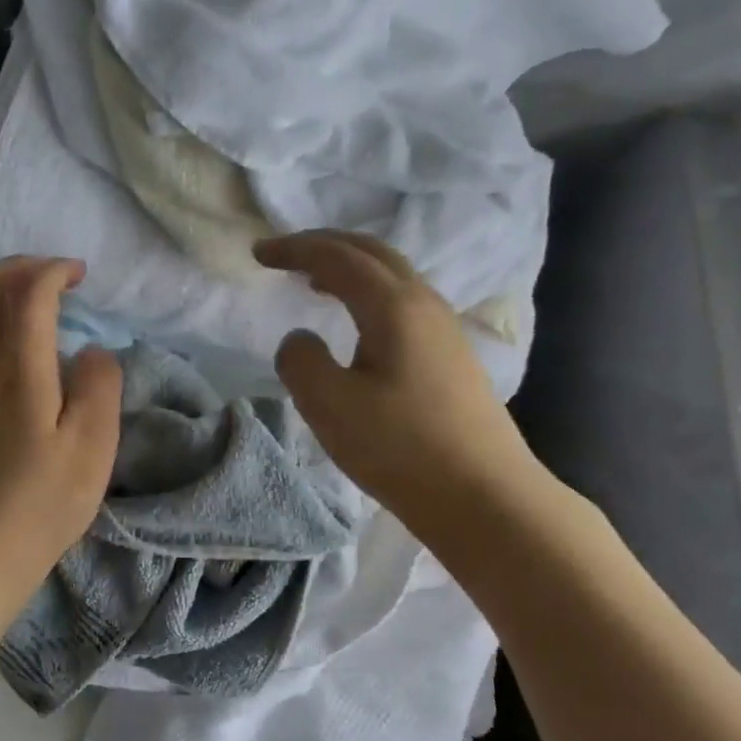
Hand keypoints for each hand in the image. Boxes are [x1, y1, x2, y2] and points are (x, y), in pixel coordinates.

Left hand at [0, 257, 122, 610]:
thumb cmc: (42, 501)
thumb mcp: (93, 445)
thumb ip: (100, 384)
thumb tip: (90, 350)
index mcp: (19, 365)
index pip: (29, 291)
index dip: (54, 271)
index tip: (80, 274)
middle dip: (21, 267)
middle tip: (54, 274)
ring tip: (26, 296)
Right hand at [255, 231, 542, 527]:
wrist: (482, 495)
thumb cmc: (400, 447)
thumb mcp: (330, 405)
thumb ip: (300, 361)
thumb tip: (300, 339)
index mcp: (394, 306)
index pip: (337, 257)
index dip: (294, 248)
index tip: (258, 253)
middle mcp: (424, 304)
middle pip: (372, 252)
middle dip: (324, 245)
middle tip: (285, 253)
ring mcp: (444, 329)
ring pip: (392, 276)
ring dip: (349, 268)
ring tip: (315, 282)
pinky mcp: (451, 356)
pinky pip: (403, 302)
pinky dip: (369, 293)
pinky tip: (358, 323)